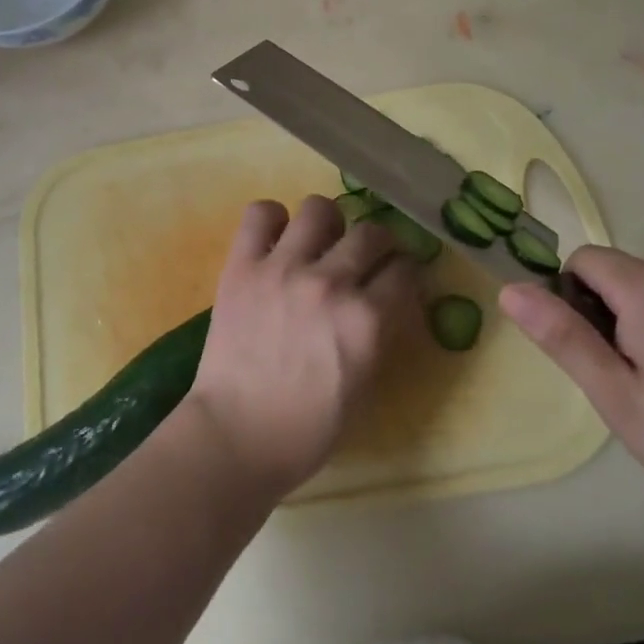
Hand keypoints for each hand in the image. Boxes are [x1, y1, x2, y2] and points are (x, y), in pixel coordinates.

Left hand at [181, 197, 419, 500]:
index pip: (404, 271)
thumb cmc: (306, 429)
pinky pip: (261, 213)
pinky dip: (272, 219)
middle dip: (378, 243)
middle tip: (366, 257)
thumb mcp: (362, 385)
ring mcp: (284, 268)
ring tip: (319, 242)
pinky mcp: (243, 265)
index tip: (400, 275)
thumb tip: (384, 300)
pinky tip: (276, 240)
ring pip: (319, 208)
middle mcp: (330, 283)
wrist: (237, 435)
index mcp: (366, 321)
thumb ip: (377, 334)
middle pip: (371, 233)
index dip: (406, 272)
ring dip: (327, 224)